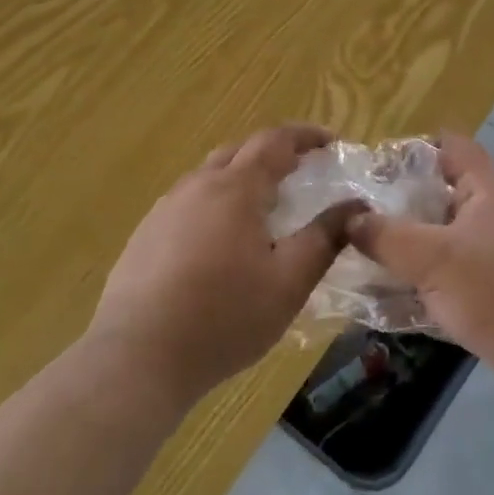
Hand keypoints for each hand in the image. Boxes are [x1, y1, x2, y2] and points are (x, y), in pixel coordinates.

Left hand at [87, 124, 361, 406]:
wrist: (137, 358)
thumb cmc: (224, 317)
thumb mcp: (289, 281)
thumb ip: (325, 238)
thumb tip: (356, 206)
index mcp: (235, 189)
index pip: (274, 141)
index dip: (305, 136)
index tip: (330, 142)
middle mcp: (196, 187)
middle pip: (238, 152)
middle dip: (273, 153)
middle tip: (301, 171)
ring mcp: (164, 210)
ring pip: (209, 177)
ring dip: (241, 179)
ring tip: (263, 208)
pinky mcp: (144, 237)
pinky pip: (187, 204)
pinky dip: (215, 205)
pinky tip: (220, 243)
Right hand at [346, 133, 493, 402]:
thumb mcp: (434, 259)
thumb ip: (386, 236)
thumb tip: (347, 218)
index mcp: (488, 187)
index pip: (449, 145)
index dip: (410, 149)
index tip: (369, 169)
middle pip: (439, 192)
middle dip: (397, 203)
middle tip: (352, 217)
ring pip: (441, 237)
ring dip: (406, 246)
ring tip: (359, 255)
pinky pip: (450, 274)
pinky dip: (422, 280)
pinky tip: (387, 296)